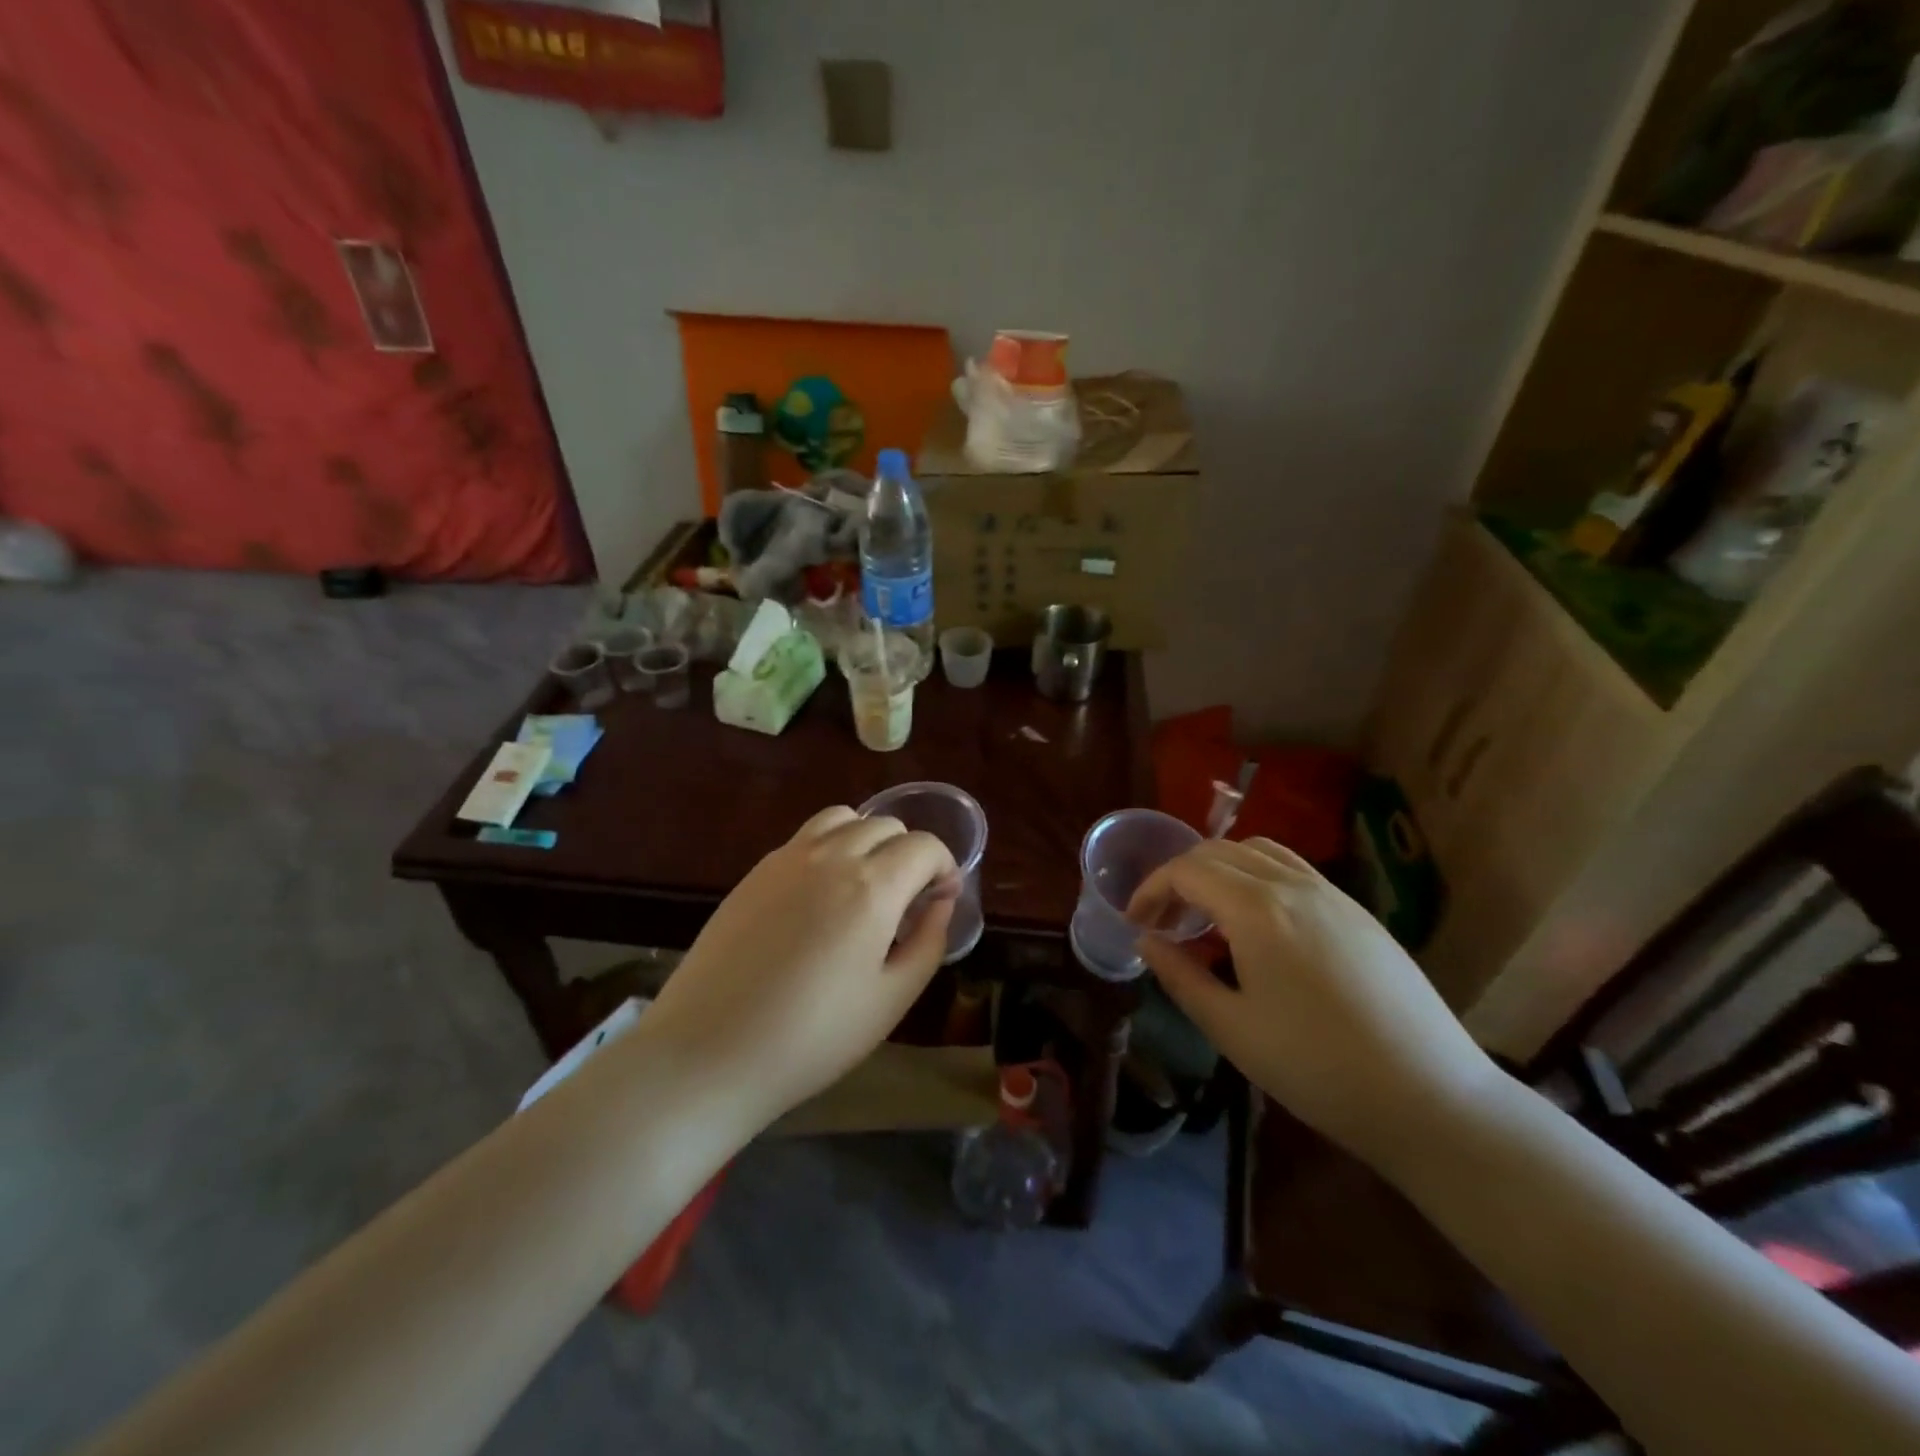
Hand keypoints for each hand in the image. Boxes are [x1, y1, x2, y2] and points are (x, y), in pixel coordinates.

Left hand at [641, 806, 956, 1134]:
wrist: (708, 1052)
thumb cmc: (812, 1037)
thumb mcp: (891, 1000)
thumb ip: (929, 942)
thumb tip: (942, 903)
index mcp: (872, 887)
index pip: (924, 846)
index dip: (944, 867)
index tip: (942, 898)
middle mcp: (831, 856)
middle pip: (887, 825)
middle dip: (910, 853)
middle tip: (907, 900)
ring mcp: (787, 858)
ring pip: (844, 818)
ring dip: (868, 839)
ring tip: (866, 884)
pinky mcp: (756, 871)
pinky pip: (806, 837)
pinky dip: (830, 847)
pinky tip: (821, 895)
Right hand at [1128, 838, 1501, 1167]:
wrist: (1430, 1097)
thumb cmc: (1318, 1068)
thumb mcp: (1232, 1028)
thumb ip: (1180, 976)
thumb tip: (1147, 942)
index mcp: (1257, 909)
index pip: (1186, 870)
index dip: (1151, 889)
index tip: (1135, 923)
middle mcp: (1293, 885)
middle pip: (1219, 850)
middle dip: (1179, 876)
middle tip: (1163, 920)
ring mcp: (1332, 894)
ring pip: (1259, 851)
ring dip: (1219, 869)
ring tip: (1206, 913)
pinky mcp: (1358, 912)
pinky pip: (1293, 870)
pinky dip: (1256, 877)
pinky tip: (1258, 924)